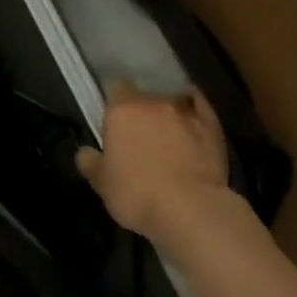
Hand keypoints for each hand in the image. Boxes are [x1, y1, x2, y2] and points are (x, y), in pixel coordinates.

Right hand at [76, 82, 232, 240]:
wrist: (190, 207)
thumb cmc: (138, 195)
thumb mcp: (103, 185)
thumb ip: (91, 164)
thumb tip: (84, 153)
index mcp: (122, 111)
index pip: (116, 89)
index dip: (116, 105)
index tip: (116, 124)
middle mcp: (153, 102)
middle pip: (144, 96)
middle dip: (142, 110)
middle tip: (140, 135)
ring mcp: (185, 110)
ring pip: (172, 100)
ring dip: (168, 112)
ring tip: (169, 133)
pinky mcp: (211, 123)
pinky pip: (200, 107)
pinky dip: (195, 111)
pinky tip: (193, 121)